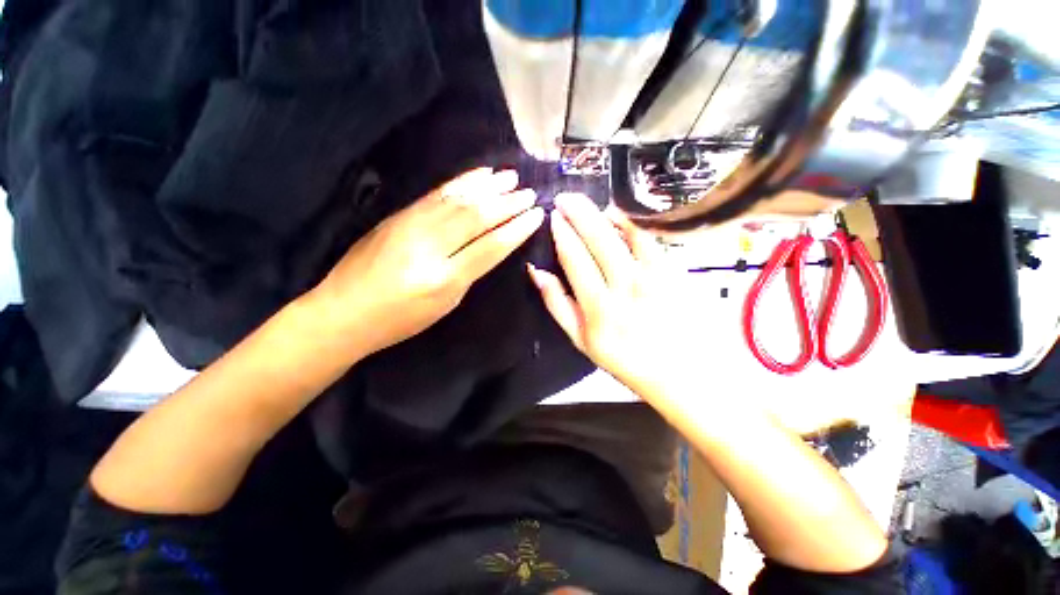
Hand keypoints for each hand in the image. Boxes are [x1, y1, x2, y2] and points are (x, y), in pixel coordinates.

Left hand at [310, 168, 543, 357]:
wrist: (343, 312)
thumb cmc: (400, 320)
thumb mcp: (445, 305)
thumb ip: (469, 272)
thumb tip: (489, 245)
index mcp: (445, 278)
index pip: (491, 247)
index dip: (517, 229)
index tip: (536, 214)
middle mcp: (429, 247)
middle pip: (477, 217)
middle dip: (507, 203)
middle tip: (529, 192)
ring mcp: (410, 226)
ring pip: (457, 200)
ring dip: (488, 187)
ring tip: (510, 177)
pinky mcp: (398, 215)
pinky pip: (435, 194)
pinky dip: (460, 183)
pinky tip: (477, 176)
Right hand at [527, 193, 687, 397]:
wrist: (678, 371)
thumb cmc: (623, 357)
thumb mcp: (581, 340)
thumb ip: (557, 304)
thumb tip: (537, 272)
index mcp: (598, 307)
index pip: (575, 259)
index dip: (562, 234)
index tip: (553, 217)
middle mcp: (624, 287)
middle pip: (597, 240)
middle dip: (578, 214)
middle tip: (564, 197)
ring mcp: (651, 277)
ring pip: (623, 236)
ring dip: (602, 214)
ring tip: (586, 203)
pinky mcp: (672, 272)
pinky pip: (648, 240)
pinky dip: (631, 223)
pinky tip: (618, 215)